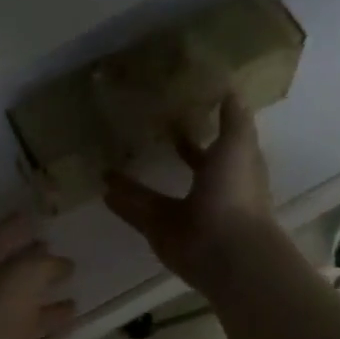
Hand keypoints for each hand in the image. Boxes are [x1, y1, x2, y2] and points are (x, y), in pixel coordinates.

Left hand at [0, 216, 81, 338]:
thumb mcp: (22, 274)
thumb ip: (44, 264)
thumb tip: (62, 262)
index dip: (14, 228)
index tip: (36, 218)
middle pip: (12, 284)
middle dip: (38, 274)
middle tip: (68, 266)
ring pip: (23, 324)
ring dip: (49, 316)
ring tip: (77, 307)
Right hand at [104, 95, 279, 292]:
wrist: (225, 250)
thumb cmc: (235, 192)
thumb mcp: (237, 145)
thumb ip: (232, 120)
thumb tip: (231, 88)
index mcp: (229, 173)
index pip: (215, 149)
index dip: (202, 134)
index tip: (180, 113)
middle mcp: (207, 194)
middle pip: (187, 171)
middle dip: (171, 154)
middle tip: (143, 132)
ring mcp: (182, 216)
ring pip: (154, 194)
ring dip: (134, 182)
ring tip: (109, 162)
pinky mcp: (160, 233)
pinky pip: (136, 214)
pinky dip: (121, 203)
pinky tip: (101, 188)